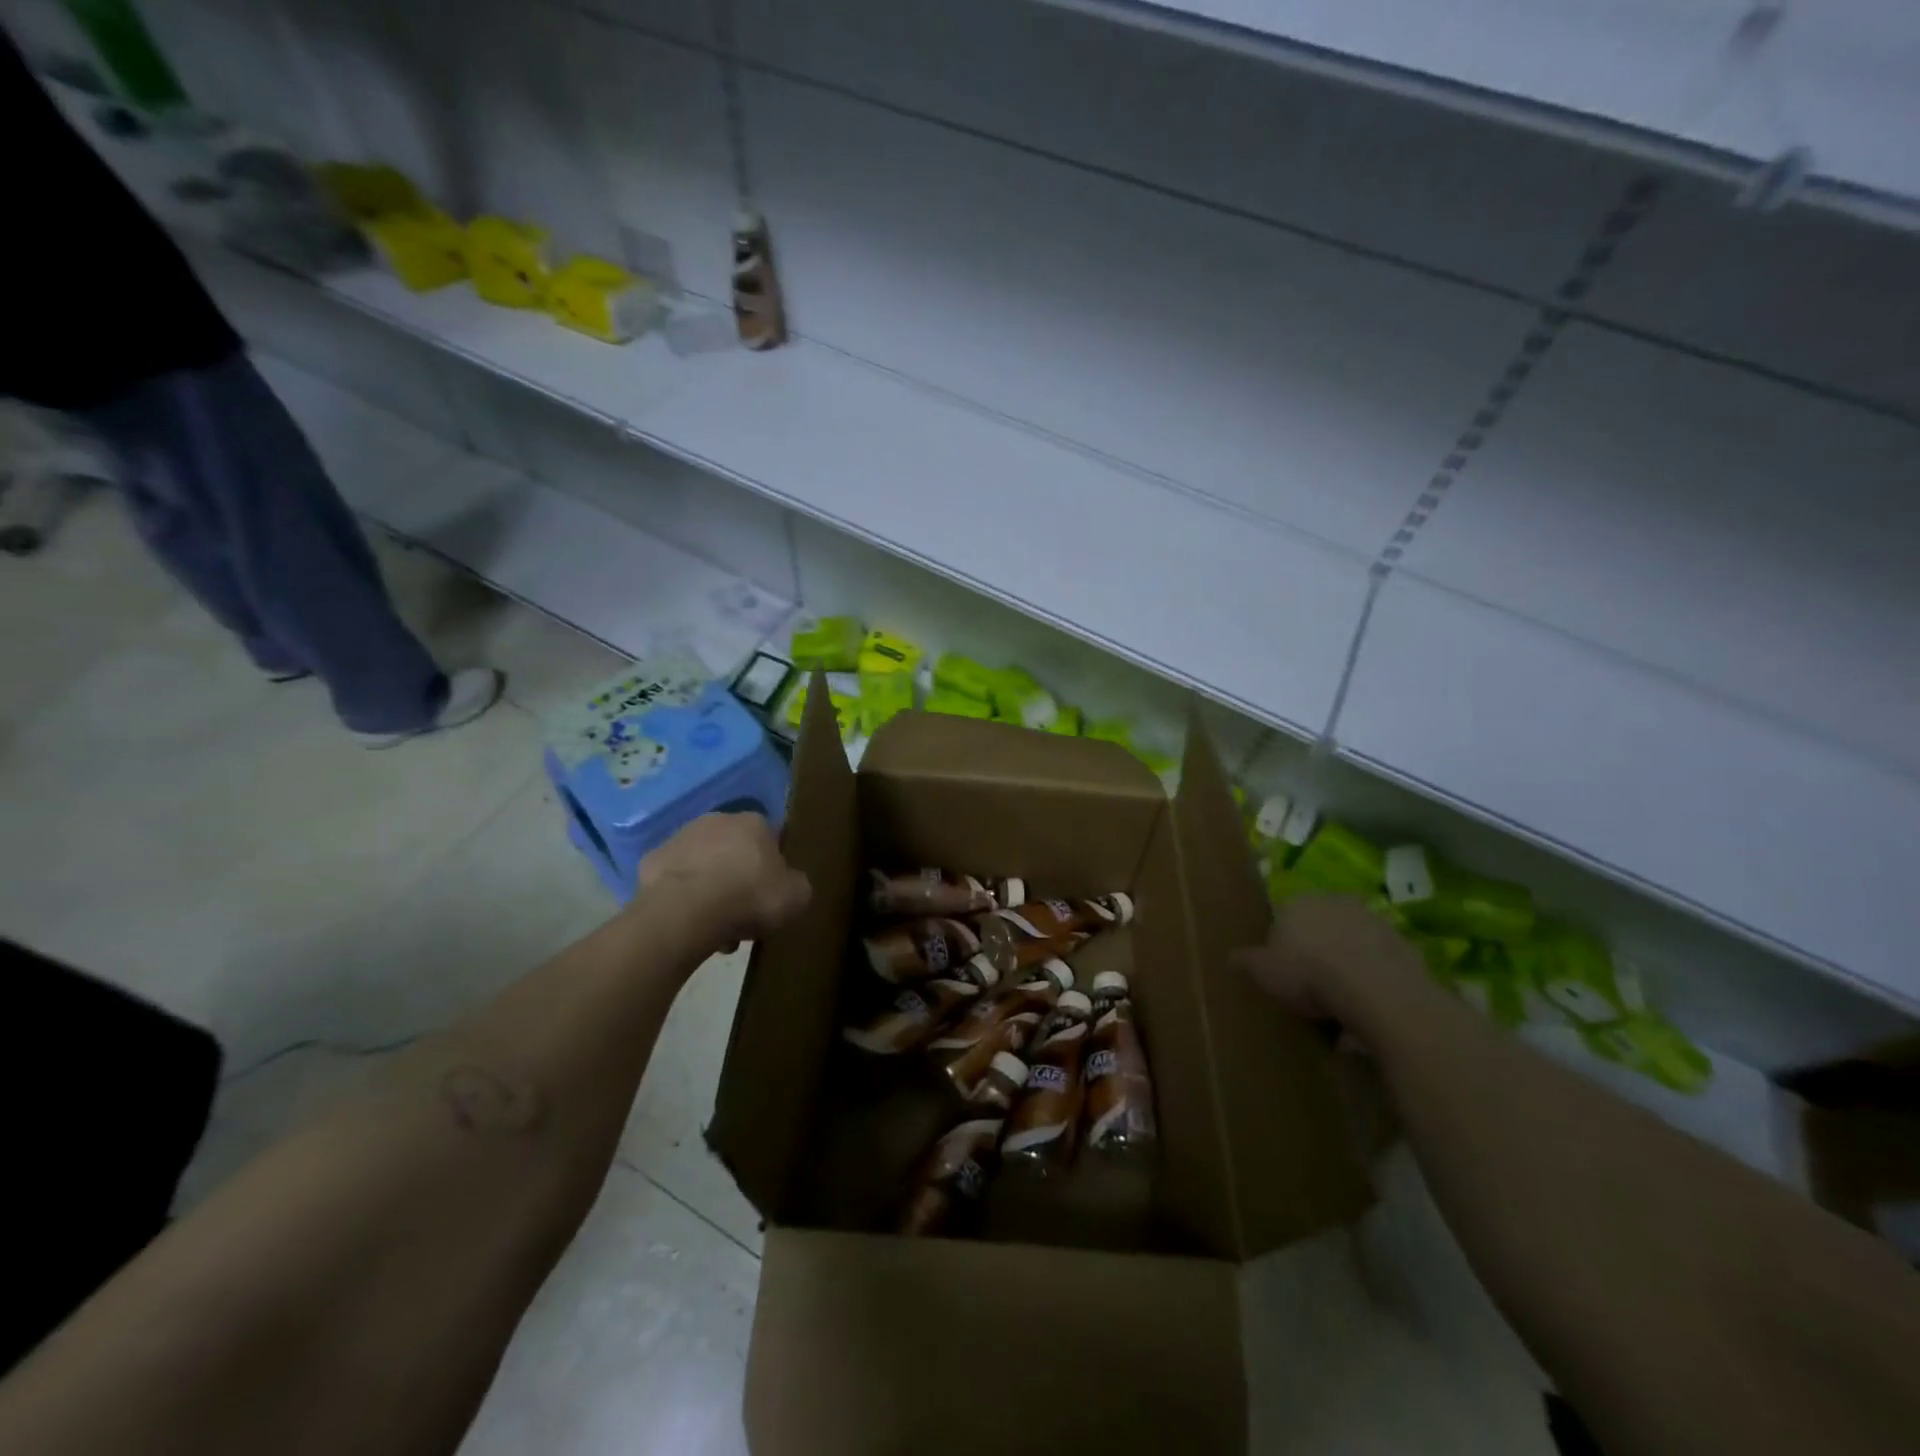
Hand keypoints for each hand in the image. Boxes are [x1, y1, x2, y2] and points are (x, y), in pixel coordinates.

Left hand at [637, 812, 810, 949]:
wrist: (686, 912)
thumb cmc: (749, 898)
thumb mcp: (796, 897)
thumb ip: (796, 884)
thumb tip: (789, 883)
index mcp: (754, 822)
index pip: (770, 840)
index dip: (771, 869)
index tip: (770, 895)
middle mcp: (717, 820)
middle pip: (733, 850)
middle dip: (738, 879)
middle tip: (742, 915)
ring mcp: (679, 837)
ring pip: (703, 864)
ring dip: (710, 888)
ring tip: (713, 927)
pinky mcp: (651, 860)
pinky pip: (675, 880)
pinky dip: (682, 896)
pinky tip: (687, 921)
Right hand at [1230, 893, 1420, 1025]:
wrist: (1375, 988)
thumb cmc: (1308, 973)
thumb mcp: (1264, 972)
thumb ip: (1247, 962)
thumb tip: (1230, 957)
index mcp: (1296, 902)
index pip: (1283, 917)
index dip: (1282, 945)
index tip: (1284, 971)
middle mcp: (1333, 901)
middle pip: (1320, 925)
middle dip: (1317, 947)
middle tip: (1313, 983)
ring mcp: (1372, 919)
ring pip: (1351, 940)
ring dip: (1347, 961)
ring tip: (1343, 998)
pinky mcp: (1402, 942)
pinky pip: (1379, 960)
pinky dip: (1373, 976)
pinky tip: (1368, 1002)